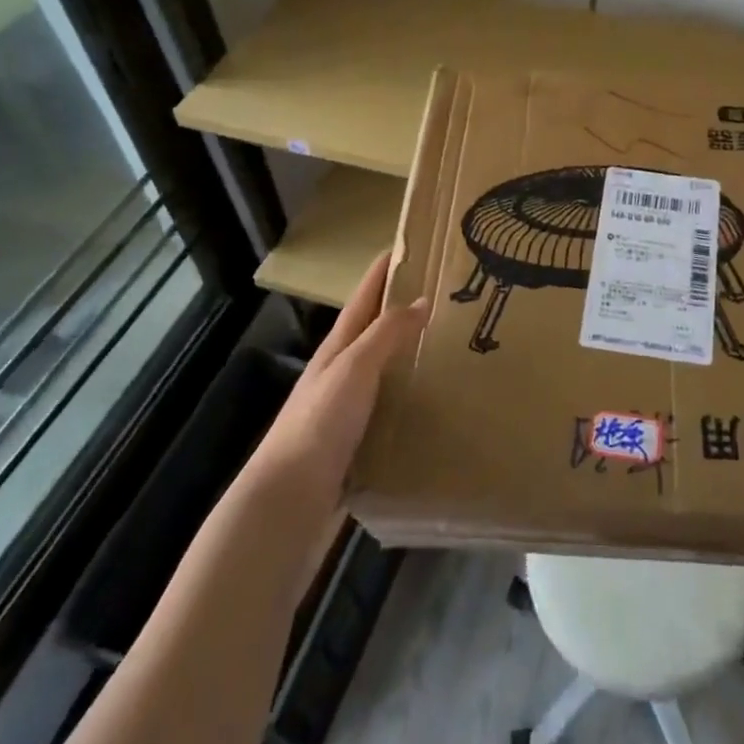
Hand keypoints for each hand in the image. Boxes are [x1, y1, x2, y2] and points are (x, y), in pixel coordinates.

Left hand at [251, 252, 427, 511]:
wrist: (289, 500)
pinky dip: (413, 395)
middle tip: (448, 294)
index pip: (365, 296)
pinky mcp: (358, 440)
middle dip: (405, 307)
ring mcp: (349, 408)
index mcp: (338, 347)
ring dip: (412, 352)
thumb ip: (386, 333)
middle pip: (376, 329)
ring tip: (453, 343)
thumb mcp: (354, 368)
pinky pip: (392, 406)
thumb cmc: (320, 424)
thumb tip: (421, 299)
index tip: (414, 243)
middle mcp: (342, 372)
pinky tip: (438, 402)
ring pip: (386, 368)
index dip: (385, 268)